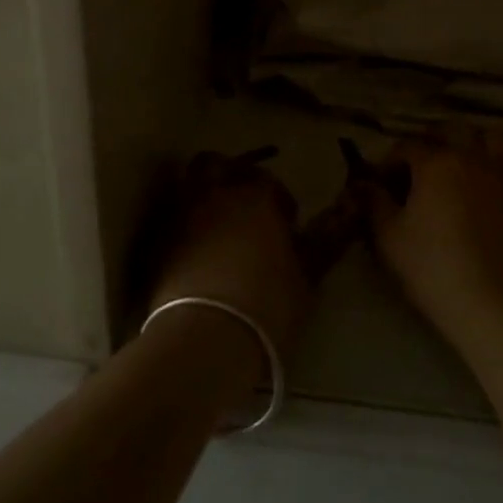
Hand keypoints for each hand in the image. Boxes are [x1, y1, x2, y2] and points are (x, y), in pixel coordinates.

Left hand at [149, 152, 311, 367]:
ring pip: (190, 180)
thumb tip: (345, 218)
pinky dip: (183, 219)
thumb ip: (324, 243)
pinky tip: (194, 244)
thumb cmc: (267, 305)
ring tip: (217, 217)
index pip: (270, 182)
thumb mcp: (307, 277)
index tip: (287, 226)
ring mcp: (182, 212)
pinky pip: (171, 213)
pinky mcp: (157, 238)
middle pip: (221, 164)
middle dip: (234, 176)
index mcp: (257, 195)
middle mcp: (217, 192)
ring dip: (204, 189)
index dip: (280, 202)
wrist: (204, 338)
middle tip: (246, 205)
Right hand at [372, 136, 502, 339]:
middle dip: (431, 141)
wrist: (487, 302)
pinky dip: (493, 170)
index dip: (390, 161)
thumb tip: (364, 184)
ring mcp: (500, 176)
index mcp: (435, 162)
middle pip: (451, 131)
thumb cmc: (430, 265)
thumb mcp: (388, 235)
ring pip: (489, 139)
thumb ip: (375, 202)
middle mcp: (470, 158)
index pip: (406, 146)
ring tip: (458, 166)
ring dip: (471, 145)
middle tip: (419, 167)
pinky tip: (483, 190)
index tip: (381, 182)